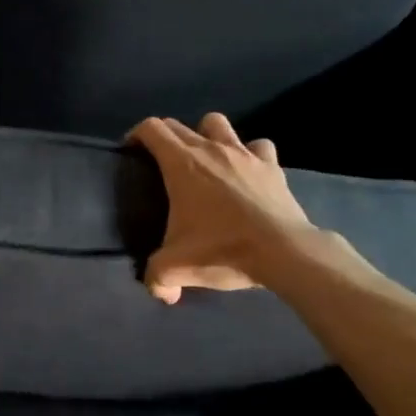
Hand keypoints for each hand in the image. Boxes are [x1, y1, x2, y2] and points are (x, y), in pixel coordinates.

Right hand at [129, 113, 311, 303]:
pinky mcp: (271, 166)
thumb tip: (160, 291)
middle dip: (165, 136)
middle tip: (162, 161)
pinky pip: (258, 146)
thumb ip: (158, 278)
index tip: (132, 151)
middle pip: (179, 125)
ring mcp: (243, 153)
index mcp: (181, 164)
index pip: (152, 129)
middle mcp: (210, 149)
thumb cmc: (222, 249)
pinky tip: (247, 170)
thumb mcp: (178, 267)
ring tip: (206, 158)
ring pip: (218, 124)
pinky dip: (250, 153)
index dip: (137, 134)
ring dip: (207, 134)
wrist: (283, 251)